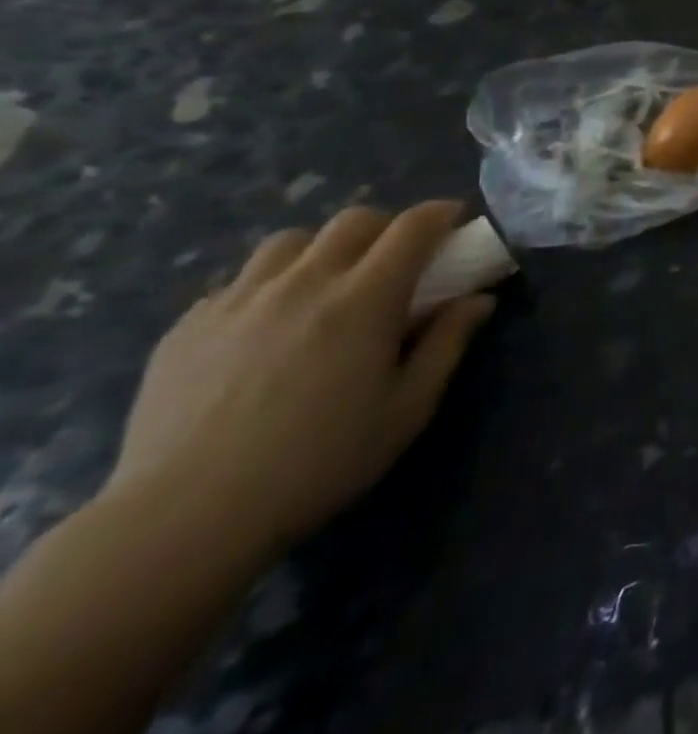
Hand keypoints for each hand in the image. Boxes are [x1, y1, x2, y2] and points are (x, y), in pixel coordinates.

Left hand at [106, 202, 496, 557]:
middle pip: (353, 221)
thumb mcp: (408, 408)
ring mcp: (237, 300)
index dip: (440, 214)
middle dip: (386, 227)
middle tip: (397, 258)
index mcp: (364, 300)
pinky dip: (270, 284)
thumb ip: (448, 343)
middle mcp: (303, 283)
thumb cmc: (319, 462)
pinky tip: (270, 324)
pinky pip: (238, 280)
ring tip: (328, 283)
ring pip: (290, 241)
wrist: (183, 518)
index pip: (412, 228)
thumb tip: (479, 299)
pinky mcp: (188, 325)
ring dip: (324, 248)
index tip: (456, 219)